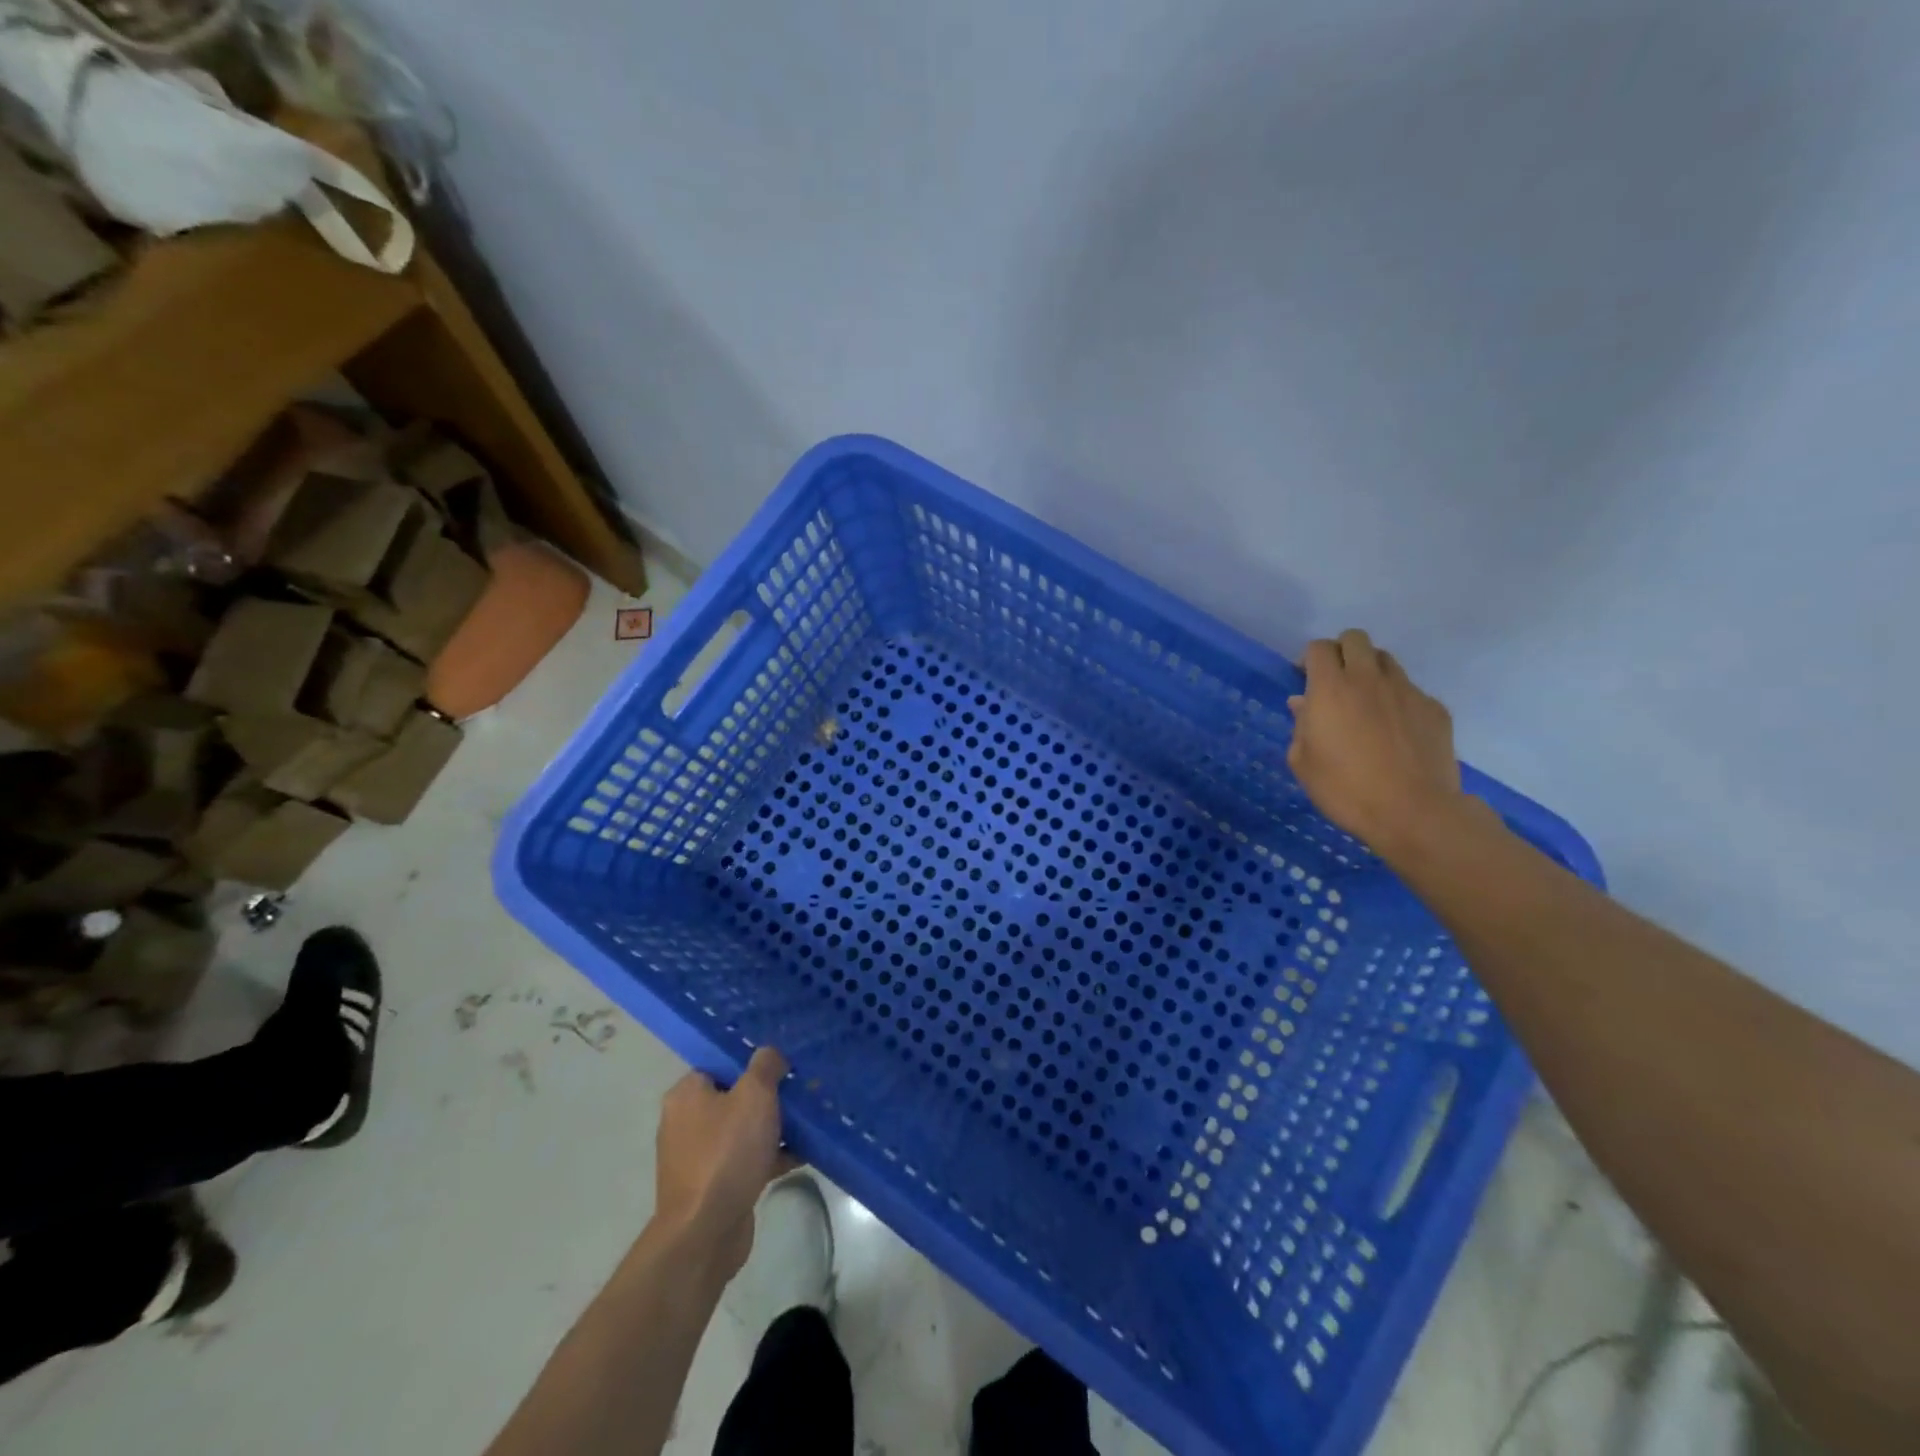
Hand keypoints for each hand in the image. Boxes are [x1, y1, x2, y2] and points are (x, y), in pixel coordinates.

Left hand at [652, 1047, 794, 1278]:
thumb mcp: (754, 1095)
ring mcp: (699, 1158)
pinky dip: (771, 1156)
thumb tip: (769, 1053)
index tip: (783, 1064)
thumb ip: (765, 1066)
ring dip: (774, 1127)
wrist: (706, 1233)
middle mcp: (687, 1123)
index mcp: (687, 1095)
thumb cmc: (726, 1153)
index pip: (721, 1064)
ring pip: (744, 1130)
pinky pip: (748, 1160)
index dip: (752, 1062)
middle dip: (769, 1095)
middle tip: (801, 1090)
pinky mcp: (715, 1187)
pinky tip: (803, 1153)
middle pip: (735, 1097)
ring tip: (810, 1120)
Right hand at [1287, 629, 1469, 858]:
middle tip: (1336, 681)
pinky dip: (1398, 700)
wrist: (1413, 812)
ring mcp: (1407, 691)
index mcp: (1331, 689)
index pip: (1319, 648)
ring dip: (1371, 671)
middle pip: (1356, 639)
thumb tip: (1303, 703)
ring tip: (1366, 702)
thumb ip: (1301, 726)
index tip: (1305, 678)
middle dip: (1342, 651)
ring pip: (1386, 661)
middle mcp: (1369, 679)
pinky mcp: (1434, 708)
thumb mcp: (1303, 763)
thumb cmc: (1345, 789)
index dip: (1310, 658)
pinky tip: (1395, 730)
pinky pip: (1411, 691)